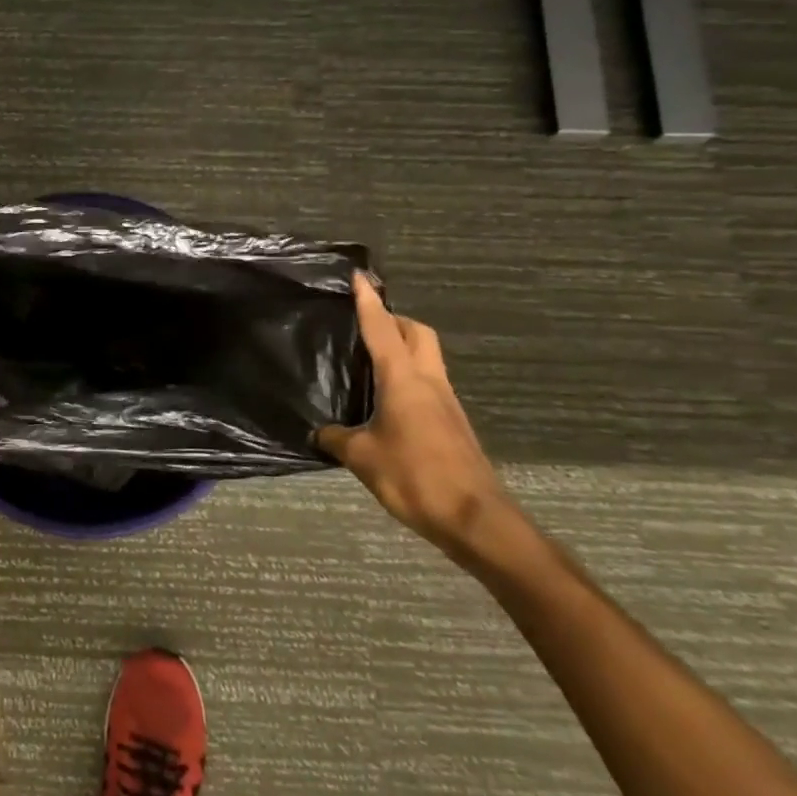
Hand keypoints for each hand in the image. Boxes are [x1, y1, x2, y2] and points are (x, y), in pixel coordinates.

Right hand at [315, 272, 509, 557]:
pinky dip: (408, 377)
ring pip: (427, 358)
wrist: (477, 520)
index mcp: (404, 380)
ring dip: (403, 347)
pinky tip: (386, 401)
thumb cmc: (415, 477)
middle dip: (394, 319)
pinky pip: (428, 384)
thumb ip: (337, 439)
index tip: (360, 276)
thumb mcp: (362, 458)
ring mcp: (446, 403)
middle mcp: (429, 382)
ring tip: (369, 360)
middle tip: (365, 323)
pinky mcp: (453, 424)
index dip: (368, 301)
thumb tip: (320, 433)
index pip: (382, 328)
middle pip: (418, 333)